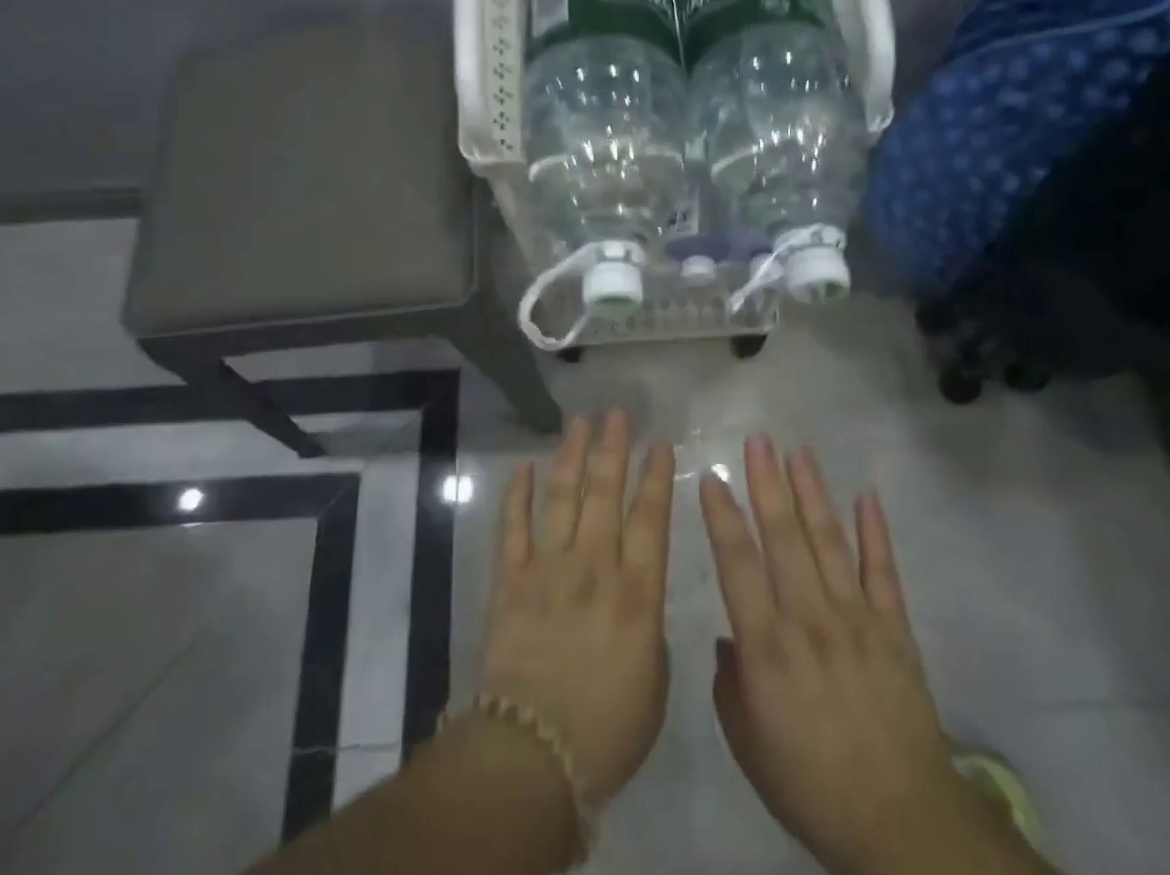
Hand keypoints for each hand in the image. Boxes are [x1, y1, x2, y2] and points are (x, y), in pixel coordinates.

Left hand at [477, 410, 674, 803]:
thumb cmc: (608, 730)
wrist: (534, 754)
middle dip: (614, 449)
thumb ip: (648, 628)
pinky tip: (522, 467)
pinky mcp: (511, 580)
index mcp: (637, 591)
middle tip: (617, 414)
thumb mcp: (654, 682)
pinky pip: (513, 527)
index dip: (655, 478)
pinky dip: (516, 495)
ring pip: (563, 497)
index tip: (659, 444)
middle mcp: (595, 566)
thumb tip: (636, 598)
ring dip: (572, 456)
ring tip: (579, 422)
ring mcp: (549, 568)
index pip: (649, 518)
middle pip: (605, 493)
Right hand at [702, 437, 994, 874]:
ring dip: (812, 492)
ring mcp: (856, 618)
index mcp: (768, 646)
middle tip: (758, 440)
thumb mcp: (749, 745)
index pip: (738, 564)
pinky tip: (866, 494)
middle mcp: (809, 618)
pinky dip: (875, 531)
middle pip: (785, 537)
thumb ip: (730, 686)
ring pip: (829, 540)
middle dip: (768, 483)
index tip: (712, 476)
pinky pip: (883, 570)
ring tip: (798, 451)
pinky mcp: (894, 628)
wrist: (900, 822)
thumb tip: (729, 639)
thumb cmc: (811, 785)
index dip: (722, 516)